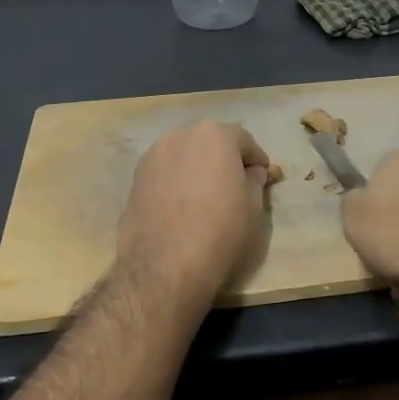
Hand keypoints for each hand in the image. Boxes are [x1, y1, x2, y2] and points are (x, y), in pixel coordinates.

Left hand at [117, 120, 270, 303]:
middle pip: (210, 142)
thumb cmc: (221, 230)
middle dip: (224, 159)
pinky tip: (182, 207)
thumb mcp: (254, 206)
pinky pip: (165, 173)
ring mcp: (153, 155)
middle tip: (235, 185)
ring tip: (206, 197)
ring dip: (198, 169)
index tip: (263, 178)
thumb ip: (255, 181)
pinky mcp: (135, 178)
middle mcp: (181, 135)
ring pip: (185, 156)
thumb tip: (251, 173)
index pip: (244, 141)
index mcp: (215, 134)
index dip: (256, 160)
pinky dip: (177, 182)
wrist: (165, 264)